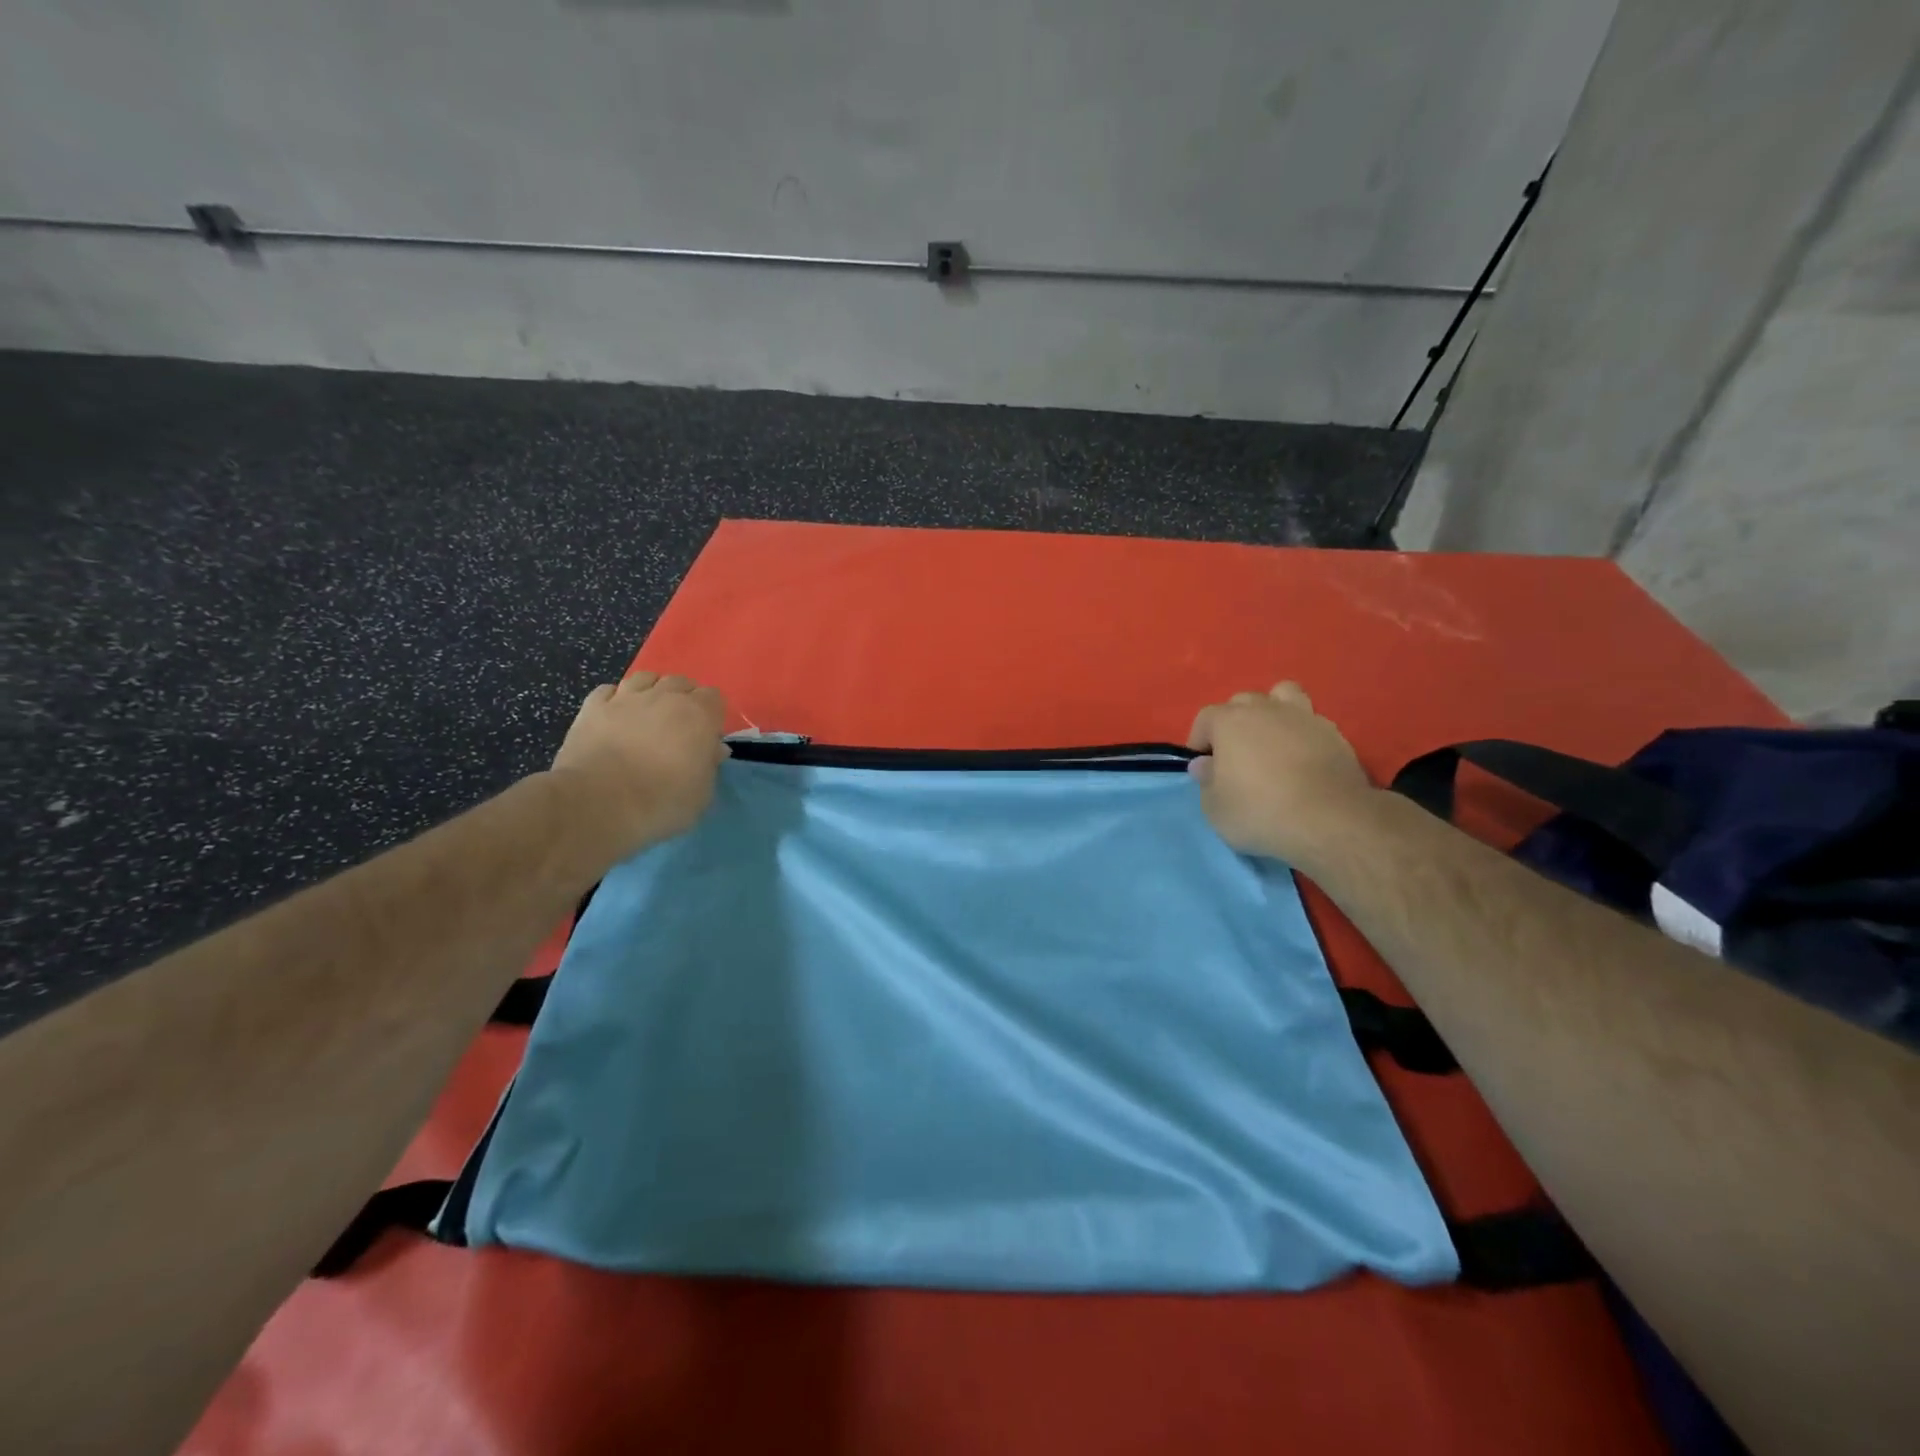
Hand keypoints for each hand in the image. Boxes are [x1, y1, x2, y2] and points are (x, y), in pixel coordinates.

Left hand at [549, 671, 729, 855]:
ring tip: (649, 712)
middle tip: (679, 726)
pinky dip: (615, 698)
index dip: (712, 714)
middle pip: (681, 682)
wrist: (598, 803)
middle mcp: (664, 697)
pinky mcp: (592, 707)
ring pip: (645, 678)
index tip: (707, 736)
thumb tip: (713, 749)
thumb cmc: (661, 801)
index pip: (714, 696)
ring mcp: (626, 698)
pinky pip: (608, 690)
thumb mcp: (701, 793)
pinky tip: (615, 714)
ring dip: (652, 690)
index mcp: (698, 714)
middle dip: (684, 699)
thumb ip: (709, 765)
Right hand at [1186, 682, 1375, 863]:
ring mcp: (1304, 717)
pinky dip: (1303, 733)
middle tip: (1237, 756)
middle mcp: (1266, 709)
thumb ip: (1206, 781)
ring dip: (1274, 712)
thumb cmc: (1260, 812)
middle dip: (1234, 723)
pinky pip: (1311, 721)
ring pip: (1284, 695)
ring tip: (1273, 741)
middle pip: (1242, 702)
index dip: (1199, 741)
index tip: (1204, 767)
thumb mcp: (1215, 808)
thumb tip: (1205, 764)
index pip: (1205, 718)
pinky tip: (1304, 758)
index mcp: (1230, 722)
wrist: (1330, 821)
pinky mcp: (1335, 734)